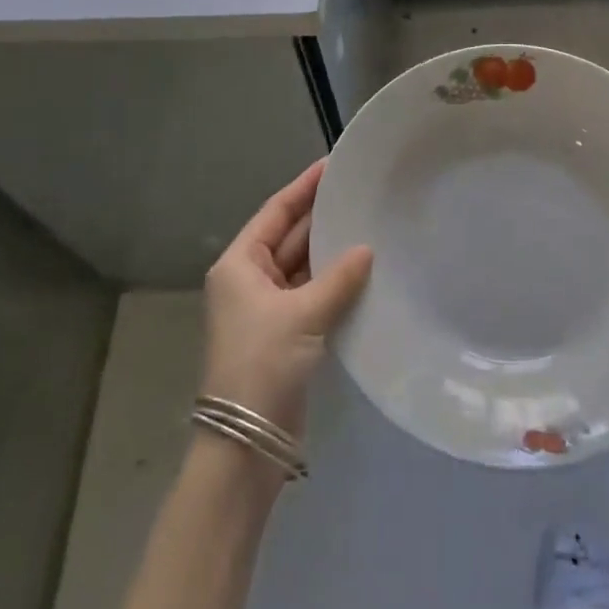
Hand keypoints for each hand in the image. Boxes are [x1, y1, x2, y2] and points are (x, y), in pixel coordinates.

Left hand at [202, 159, 372, 443]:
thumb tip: (367, 250)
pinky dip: (334, 282)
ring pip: (303, 266)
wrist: (246, 443)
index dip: (304, 187)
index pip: (275, 212)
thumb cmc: (262, 363)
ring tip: (369, 224)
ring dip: (331, 251)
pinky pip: (312, 293)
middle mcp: (250, 279)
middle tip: (361, 192)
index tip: (333, 165)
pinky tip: (364, 270)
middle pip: (289, 236)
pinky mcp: (285, 333)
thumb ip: (338, 278)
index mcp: (239, 264)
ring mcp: (267, 307)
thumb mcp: (302, 314)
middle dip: (321, 217)